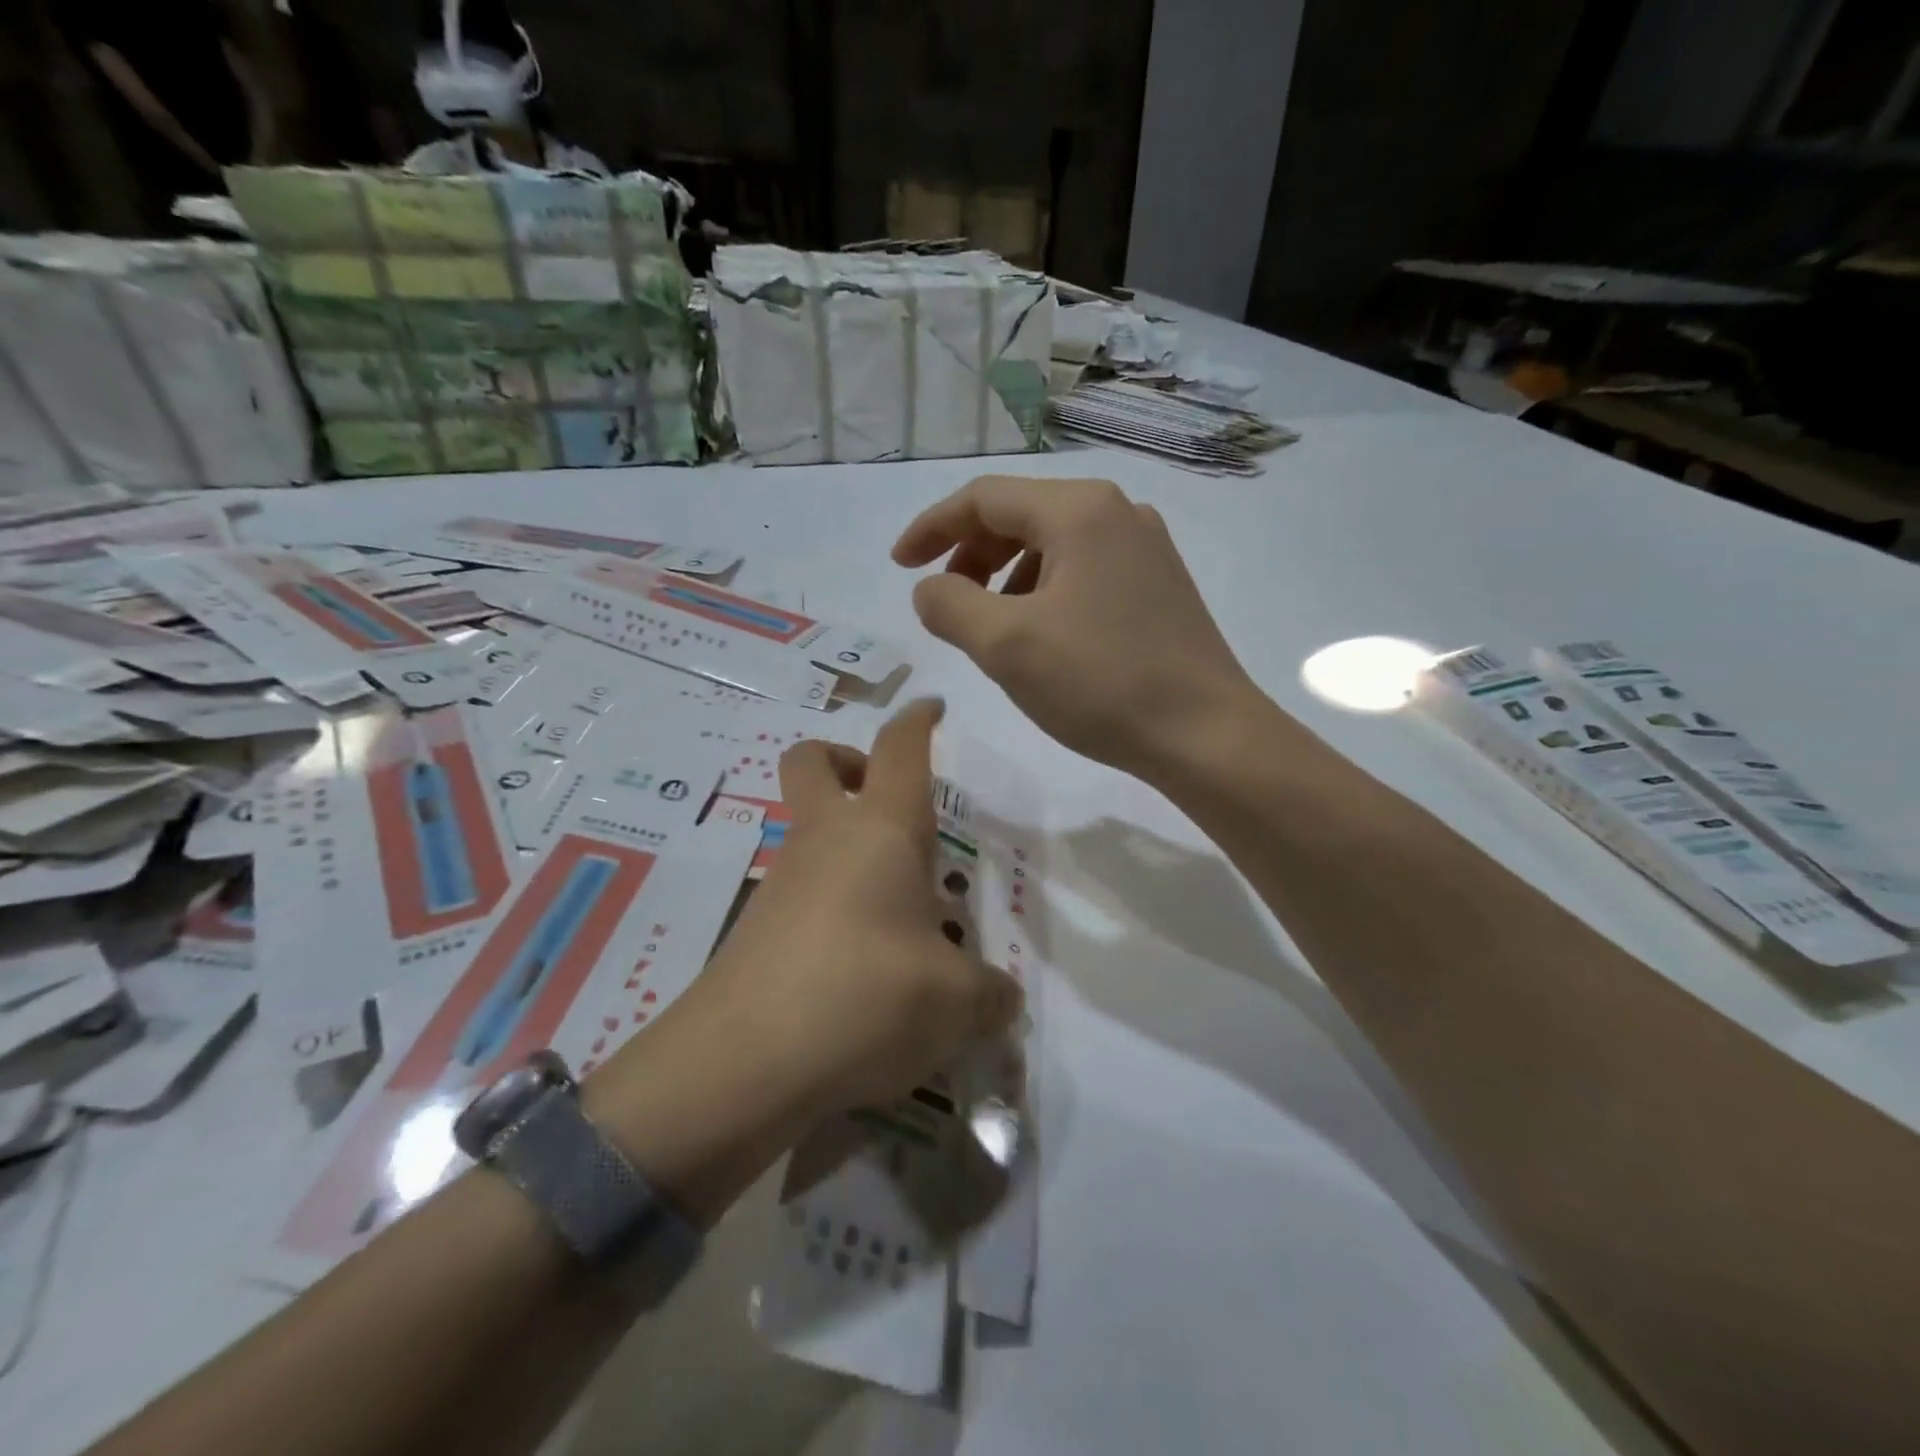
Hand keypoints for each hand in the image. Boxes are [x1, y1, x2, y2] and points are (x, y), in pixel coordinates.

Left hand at [676, 698, 1021, 1120]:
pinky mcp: (756, 928)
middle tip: (887, 801)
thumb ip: (989, 995)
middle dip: (846, 760)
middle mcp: (826, 839)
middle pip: (814, 762)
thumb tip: (1002, 1001)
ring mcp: (782, 881)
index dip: (917, 721)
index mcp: (880, 830)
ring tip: (898, 916)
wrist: (742, 1062)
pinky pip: (799, 893)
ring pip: (806, 831)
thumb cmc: (866, 997)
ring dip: (845, 847)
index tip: (932, 709)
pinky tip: (861, 966)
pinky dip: (831, 905)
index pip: (900, 749)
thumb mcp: (955, 1003)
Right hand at [894, 475, 1259, 781]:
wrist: (1205, 734)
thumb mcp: (1005, 644)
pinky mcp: (1159, 584)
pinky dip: (1043, 592)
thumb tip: (931, 589)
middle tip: (945, 603)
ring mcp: (1145, 547)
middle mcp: (1117, 512)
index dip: (932, 528)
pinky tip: (1040, 636)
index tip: (899, 566)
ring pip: (1052, 546)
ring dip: (1006, 577)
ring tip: (990, 627)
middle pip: (1020, 515)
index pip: (983, 498)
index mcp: (1079, 510)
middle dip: (970, 554)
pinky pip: (1083, 571)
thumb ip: (949, 605)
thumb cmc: (1101, 683)